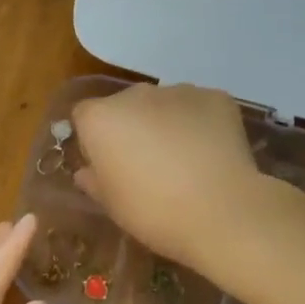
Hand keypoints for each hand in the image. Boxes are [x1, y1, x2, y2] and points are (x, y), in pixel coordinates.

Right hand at [70, 84, 263, 271]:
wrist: (221, 212)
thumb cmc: (152, 212)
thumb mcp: (112, 205)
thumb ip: (93, 181)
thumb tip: (86, 171)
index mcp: (100, 118)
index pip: (84, 117)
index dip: (93, 141)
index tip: (107, 166)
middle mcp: (135, 94)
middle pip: (124, 106)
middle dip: (131, 128)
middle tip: (147, 164)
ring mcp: (178, 91)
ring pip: (163, 104)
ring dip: (165, 123)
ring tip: (184, 160)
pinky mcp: (215, 97)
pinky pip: (198, 107)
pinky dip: (200, 124)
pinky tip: (210, 154)